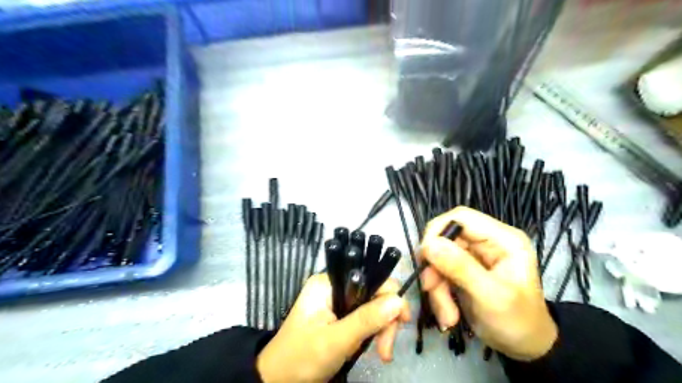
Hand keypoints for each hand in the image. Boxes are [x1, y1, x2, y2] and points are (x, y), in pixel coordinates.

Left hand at [257, 273, 410, 380]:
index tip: (401, 322)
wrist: (278, 382)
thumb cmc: (300, 359)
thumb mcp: (335, 341)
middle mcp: (335, 286)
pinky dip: (373, 333)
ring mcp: (338, 302)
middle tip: (386, 351)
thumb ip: (366, 320)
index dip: (390, 296)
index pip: (369, 277)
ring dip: (381, 330)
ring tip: (381, 355)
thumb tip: (399, 301)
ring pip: (373, 307)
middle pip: (374, 292)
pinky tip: (373, 348)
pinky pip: (365, 318)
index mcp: (329, 282)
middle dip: (385, 320)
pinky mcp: (341, 316)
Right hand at [422, 207, 559, 358]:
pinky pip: (440, 272)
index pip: (461, 217)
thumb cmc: (517, 321)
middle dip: (435, 267)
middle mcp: (487, 242)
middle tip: (430, 290)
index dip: (438, 230)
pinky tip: (448, 314)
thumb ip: (460, 267)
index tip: (424, 255)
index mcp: (502, 239)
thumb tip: (428, 244)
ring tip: (447, 314)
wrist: (524, 348)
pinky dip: (439, 292)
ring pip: (439, 258)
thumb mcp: (491, 296)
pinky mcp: (463, 270)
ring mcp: (474, 256)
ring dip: (436, 285)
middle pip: (445, 239)